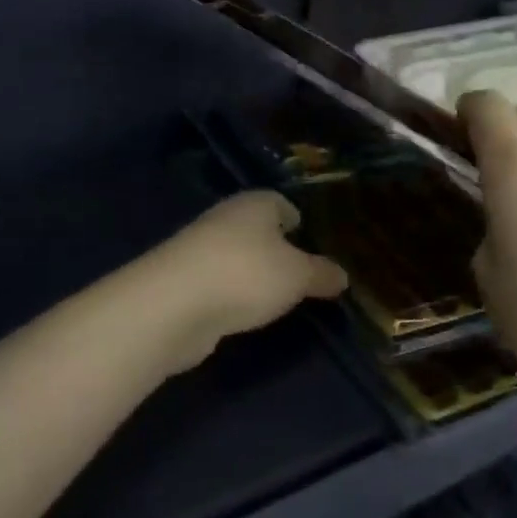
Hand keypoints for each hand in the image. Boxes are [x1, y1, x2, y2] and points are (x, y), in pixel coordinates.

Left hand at [152, 192, 348, 369]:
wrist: (173, 304)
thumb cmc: (247, 274)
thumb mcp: (298, 276)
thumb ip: (321, 274)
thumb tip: (342, 275)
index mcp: (255, 204)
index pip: (281, 204)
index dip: (297, 221)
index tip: (310, 242)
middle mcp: (225, 219)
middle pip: (257, 230)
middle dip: (276, 249)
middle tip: (300, 275)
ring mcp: (199, 250)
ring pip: (235, 257)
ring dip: (251, 274)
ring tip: (275, 299)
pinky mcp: (182, 282)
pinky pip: (218, 283)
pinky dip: (231, 295)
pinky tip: (243, 313)